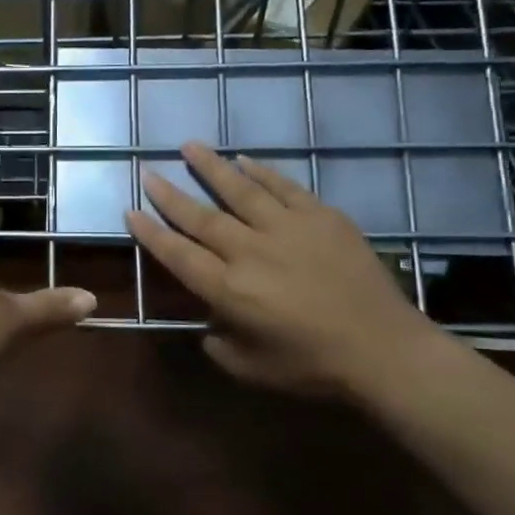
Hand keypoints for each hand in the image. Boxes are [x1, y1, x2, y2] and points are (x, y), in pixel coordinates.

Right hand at [125, 142, 449, 402]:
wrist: (383, 349)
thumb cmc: (312, 366)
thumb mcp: (250, 368)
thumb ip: (218, 343)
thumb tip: (208, 322)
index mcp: (228, 290)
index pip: (178, 254)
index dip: (151, 233)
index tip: (131, 211)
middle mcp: (249, 251)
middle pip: (200, 217)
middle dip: (170, 194)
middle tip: (148, 171)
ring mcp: (287, 229)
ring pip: (239, 190)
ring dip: (211, 167)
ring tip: (190, 146)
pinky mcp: (320, 217)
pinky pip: (284, 187)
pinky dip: (261, 171)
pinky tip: (244, 159)